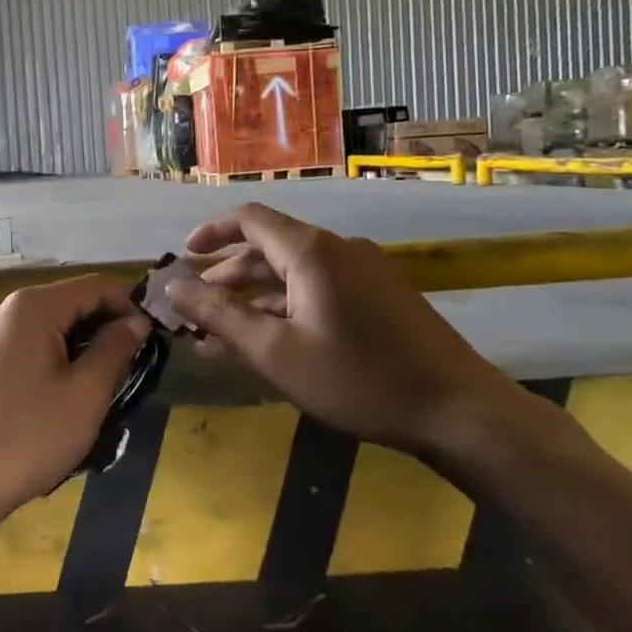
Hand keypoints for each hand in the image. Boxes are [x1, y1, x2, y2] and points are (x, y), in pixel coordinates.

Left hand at [0, 274, 150, 521]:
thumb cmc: (29, 437)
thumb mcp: (86, 394)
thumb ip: (115, 349)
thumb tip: (137, 322)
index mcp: (31, 306)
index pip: (94, 286)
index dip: (128, 305)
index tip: (153, 337)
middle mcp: (3, 308)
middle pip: (68, 301)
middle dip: (104, 326)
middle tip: (133, 364)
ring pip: (47, 324)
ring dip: (79, 344)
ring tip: (103, 381)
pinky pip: (25, 342)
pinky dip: (52, 355)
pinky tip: (64, 389)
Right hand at [164, 203, 522, 454]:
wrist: (460, 413)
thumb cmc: (358, 379)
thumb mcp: (275, 352)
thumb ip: (218, 315)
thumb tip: (170, 286)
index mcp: (311, 251)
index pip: (249, 219)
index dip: (211, 233)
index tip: (183, 258)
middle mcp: (338, 250)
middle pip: (268, 249)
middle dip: (227, 278)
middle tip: (195, 311)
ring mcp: (364, 273)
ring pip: (292, 275)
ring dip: (254, 300)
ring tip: (222, 336)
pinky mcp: (380, 298)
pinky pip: (318, 291)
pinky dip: (286, 310)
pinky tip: (270, 344)